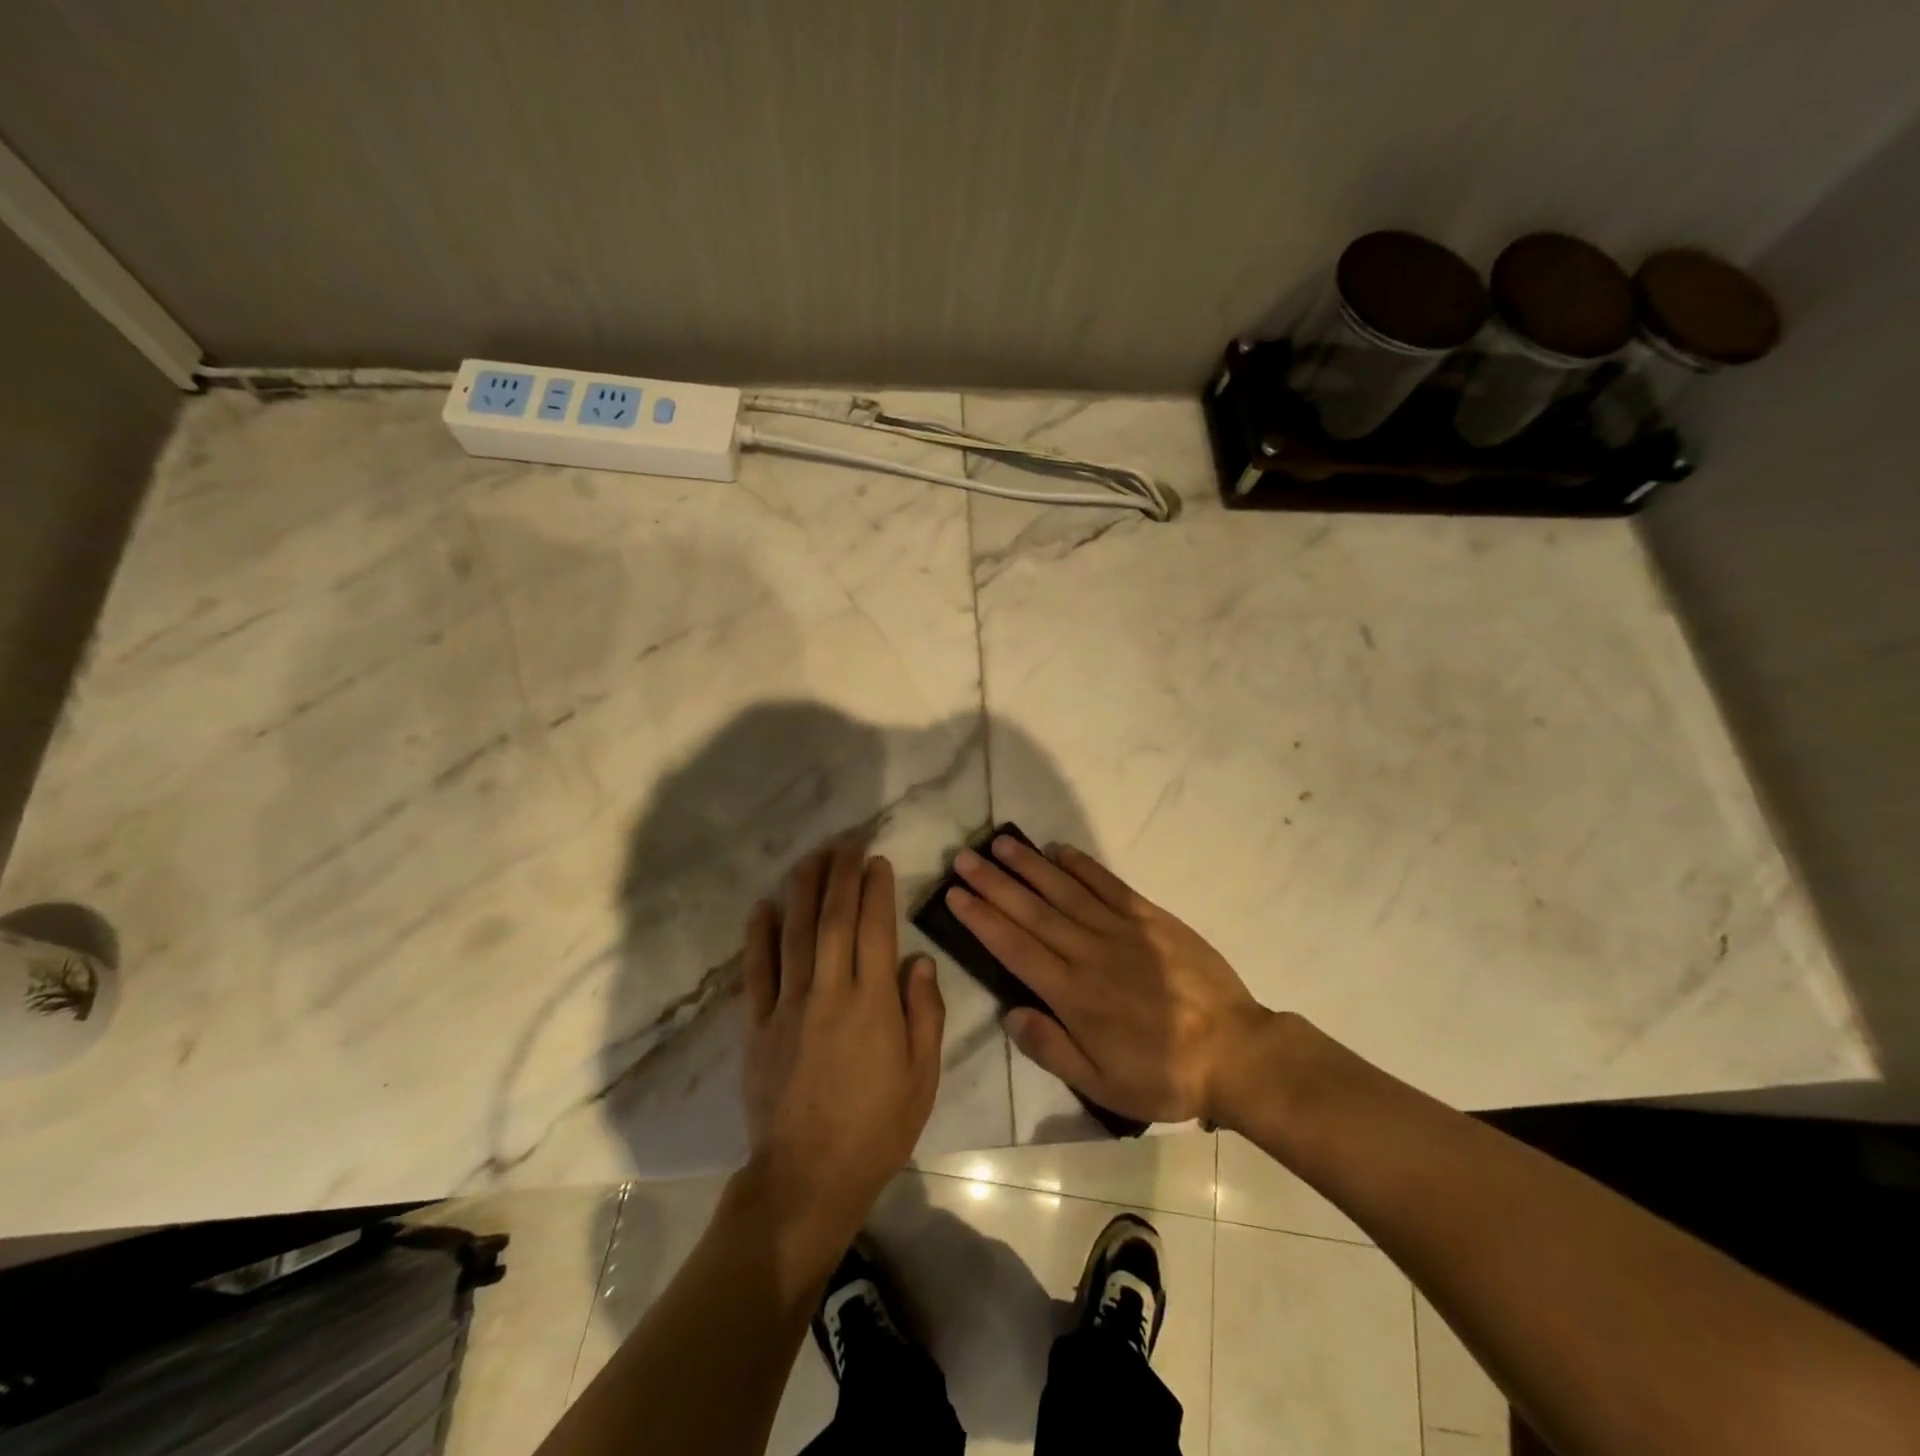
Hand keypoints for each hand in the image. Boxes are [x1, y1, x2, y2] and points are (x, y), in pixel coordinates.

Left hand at [739, 836, 945, 1263]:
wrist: (808, 1179)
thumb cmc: (877, 1130)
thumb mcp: (922, 1078)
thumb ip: (925, 1015)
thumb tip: (919, 961)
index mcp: (873, 1004)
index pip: (875, 930)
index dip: (876, 890)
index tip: (877, 860)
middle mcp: (830, 993)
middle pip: (833, 919)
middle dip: (840, 874)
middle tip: (845, 841)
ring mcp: (788, 1007)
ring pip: (794, 934)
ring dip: (803, 890)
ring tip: (811, 857)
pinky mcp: (757, 1027)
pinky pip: (756, 972)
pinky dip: (758, 936)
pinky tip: (762, 906)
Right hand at [945, 837, 1272, 1125]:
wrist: (1235, 1052)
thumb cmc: (1164, 1074)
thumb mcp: (1102, 1084)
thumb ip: (1052, 1048)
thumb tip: (1010, 1013)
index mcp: (1073, 994)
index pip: (1015, 947)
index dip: (982, 919)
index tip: (955, 895)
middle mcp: (1089, 953)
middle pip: (1032, 911)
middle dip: (994, 883)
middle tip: (963, 858)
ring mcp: (1121, 930)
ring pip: (1064, 891)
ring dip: (1029, 866)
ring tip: (1000, 844)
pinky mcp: (1150, 918)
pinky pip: (1109, 885)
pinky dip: (1082, 866)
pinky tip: (1059, 850)